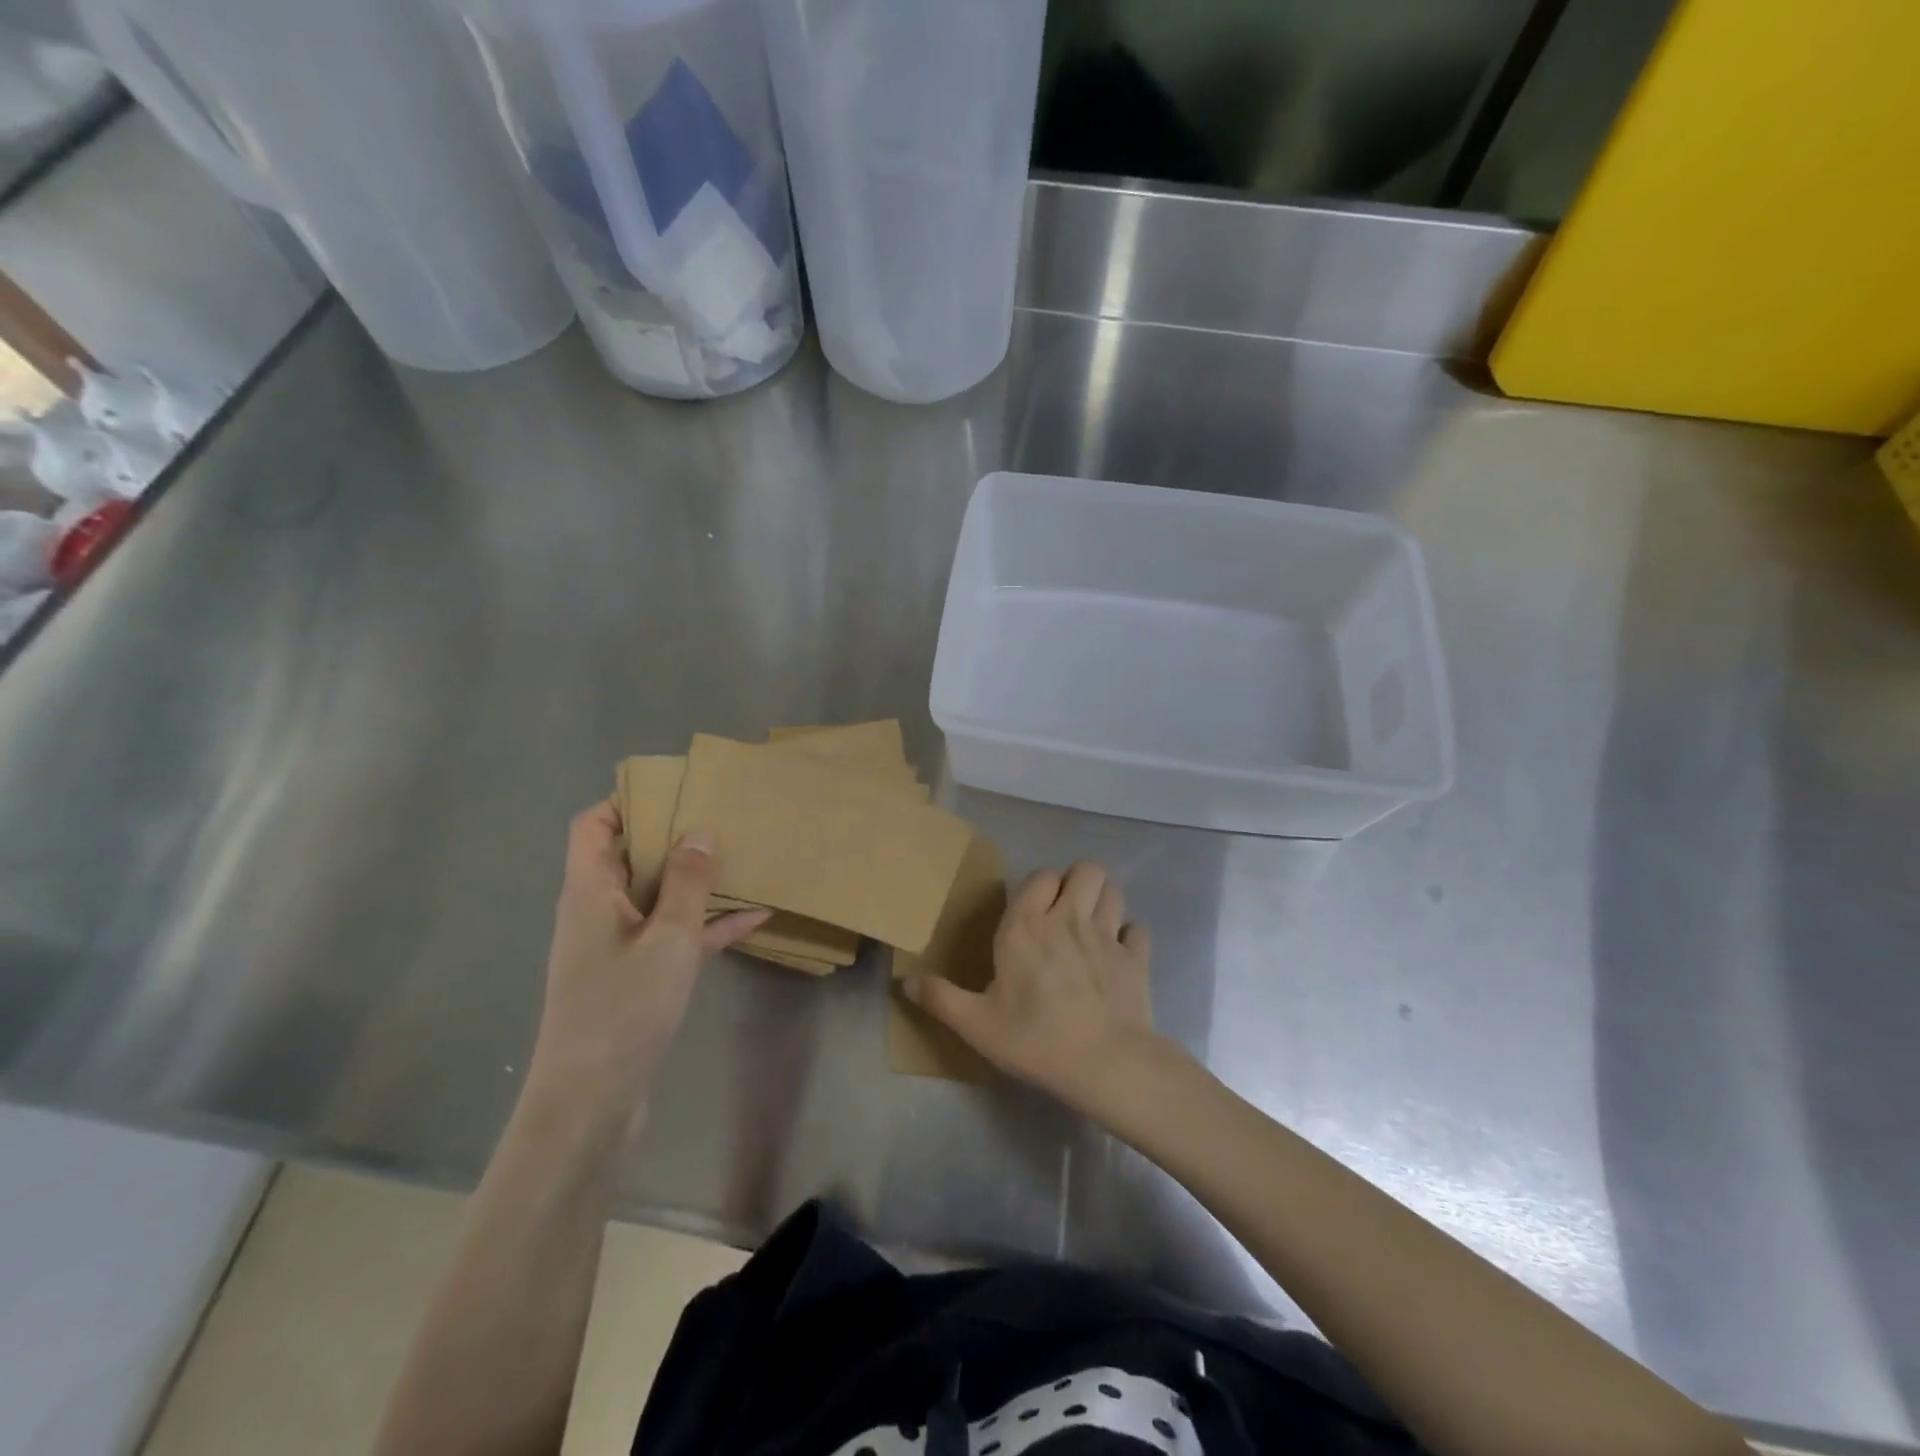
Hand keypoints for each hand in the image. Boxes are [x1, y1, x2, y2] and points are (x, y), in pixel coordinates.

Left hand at [529, 803, 766, 1123]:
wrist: (592, 1101)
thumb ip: (686, 882)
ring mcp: (619, 944)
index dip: (626, 802)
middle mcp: (599, 909)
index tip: (676, 791)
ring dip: (697, 880)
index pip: (592, 826)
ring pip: (659, 895)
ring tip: (745, 858)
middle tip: (724, 817)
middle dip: (676, 836)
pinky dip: (707, 924)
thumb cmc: (622, 1008)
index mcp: (590, 890)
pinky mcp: (638, 975)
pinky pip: (675, 935)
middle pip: (632, 856)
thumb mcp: (667, 938)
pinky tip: (755, 917)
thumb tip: (699, 831)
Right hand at [905, 861, 1165, 1113]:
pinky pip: (1139, 930)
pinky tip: (1120, 955)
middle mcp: (1069, 918)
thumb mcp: (977, 1024)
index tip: (1032, 911)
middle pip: (1086, 870)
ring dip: (1104, 900)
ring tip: (1093, 924)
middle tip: (1066, 910)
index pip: (1040, 877)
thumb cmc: (1034, 1038)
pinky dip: (1130, 937)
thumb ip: (941, 999)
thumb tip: (905, 983)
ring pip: (1114, 891)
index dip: (1039, 886)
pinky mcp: (1136, 958)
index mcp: (1027, 926)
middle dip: (1078, 881)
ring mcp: (1108, 935)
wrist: (1104, 1063)